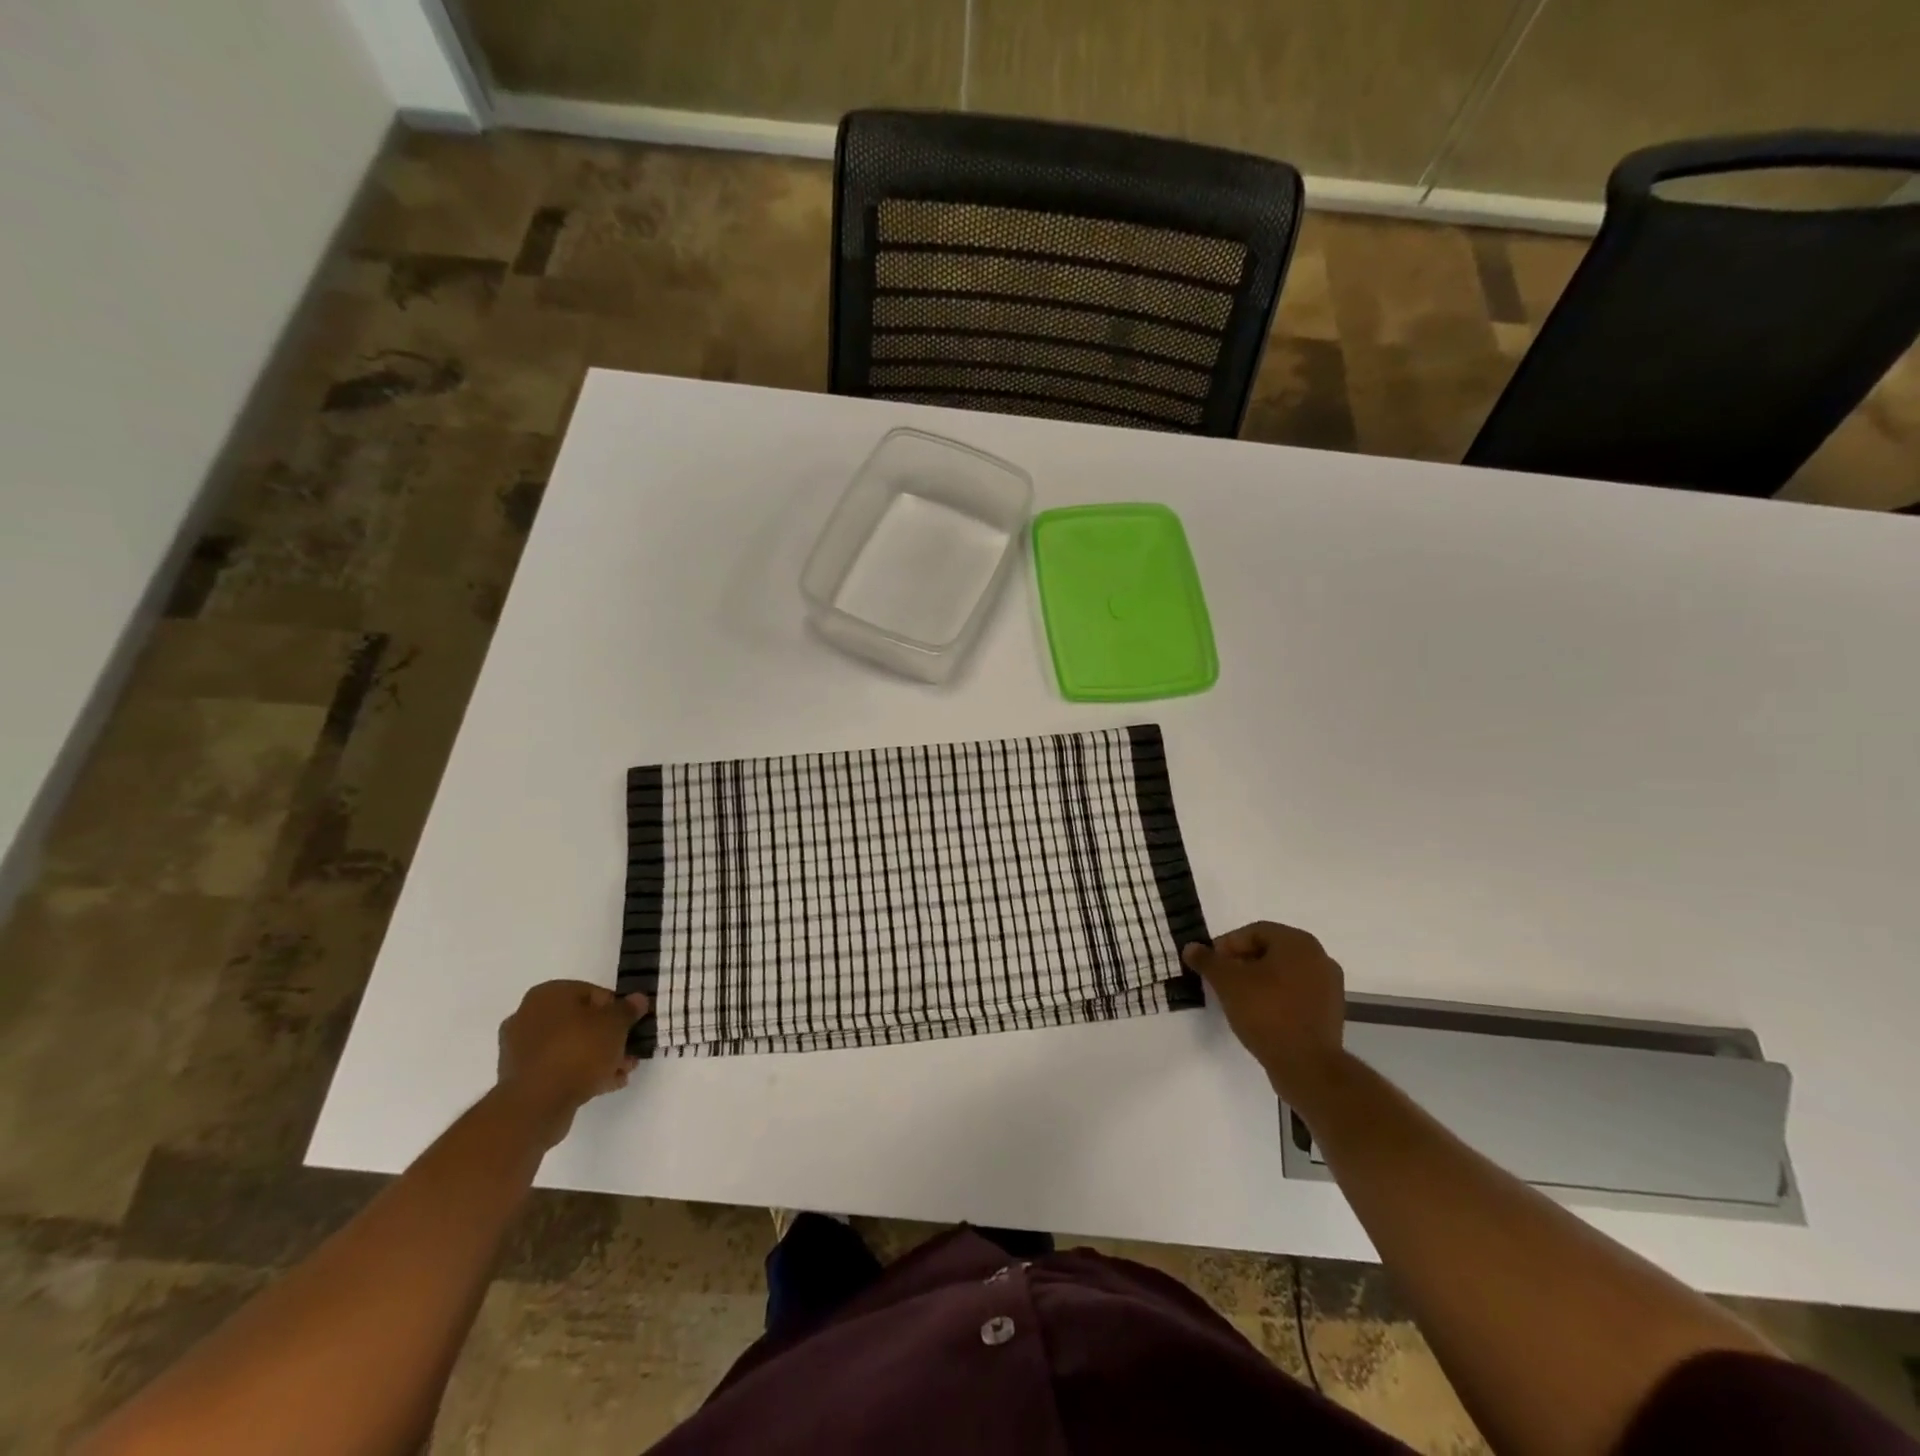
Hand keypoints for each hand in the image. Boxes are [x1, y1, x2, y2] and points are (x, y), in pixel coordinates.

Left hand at [496, 981, 647, 1143]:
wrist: (537, 1105)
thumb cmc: (578, 1051)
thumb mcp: (616, 1024)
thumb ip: (629, 1009)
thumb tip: (637, 999)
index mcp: (548, 994)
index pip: (593, 993)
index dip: (617, 1009)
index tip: (631, 1026)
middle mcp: (528, 1015)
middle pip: (581, 1022)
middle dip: (607, 1037)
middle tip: (629, 1050)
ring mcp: (520, 1049)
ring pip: (570, 1046)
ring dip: (597, 1056)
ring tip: (623, 1071)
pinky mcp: (520, 1078)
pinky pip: (558, 1067)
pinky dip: (580, 1072)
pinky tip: (605, 1083)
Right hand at [1182, 922, 1346, 1108]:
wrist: (1307, 1066)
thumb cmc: (1266, 1013)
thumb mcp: (1227, 983)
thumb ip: (1207, 961)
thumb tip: (1191, 947)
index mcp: (1298, 942)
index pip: (1254, 932)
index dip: (1226, 945)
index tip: (1210, 964)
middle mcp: (1319, 957)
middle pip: (1270, 951)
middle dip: (1241, 962)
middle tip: (1220, 980)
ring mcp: (1329, 986)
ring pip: (1283, 973)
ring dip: (1258, 980)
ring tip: (1237, 998)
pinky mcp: (1330, 1012)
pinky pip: (1296, 994)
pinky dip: (1276, 997)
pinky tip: (1259, 1014)